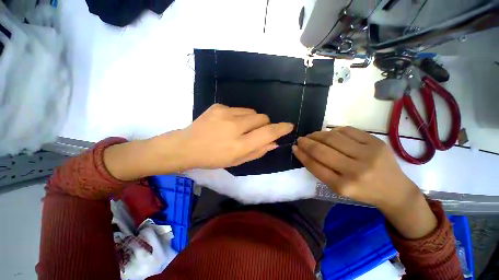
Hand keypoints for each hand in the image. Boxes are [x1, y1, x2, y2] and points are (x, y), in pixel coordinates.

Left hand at [154, 104, 293, 169]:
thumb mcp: (237, 161)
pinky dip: (239, 116)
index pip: (268, 133)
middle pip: (262, 118)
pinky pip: (238, 109)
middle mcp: (235, 127)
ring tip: (239, 128)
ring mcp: (225, 114)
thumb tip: (274, 142)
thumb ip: (258, 151)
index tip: (289, 125)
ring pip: (252, 111)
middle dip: (264, 124)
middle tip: (254, 132)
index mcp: (240, 145)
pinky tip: (228, 123)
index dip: (281, 128)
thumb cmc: (214, 158)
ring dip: (251, 120)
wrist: (187, 146)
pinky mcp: (218, 107)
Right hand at [292, 126, 414, 209]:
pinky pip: (348, 130)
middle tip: (300, 139)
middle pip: (322, 150)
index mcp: (344, 186)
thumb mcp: (338, 187)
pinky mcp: (377, 142)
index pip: (315, 166)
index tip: (294, 148)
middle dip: (307, 143)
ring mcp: (368, 154)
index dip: (302, 155)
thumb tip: (305, 151)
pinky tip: (329, 133)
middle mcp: (356, 171)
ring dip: (318, 134)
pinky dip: (334, 130)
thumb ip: (321, 170)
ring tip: (312, 135)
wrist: (395, 191)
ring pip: (333, 137)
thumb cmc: (362, 191)